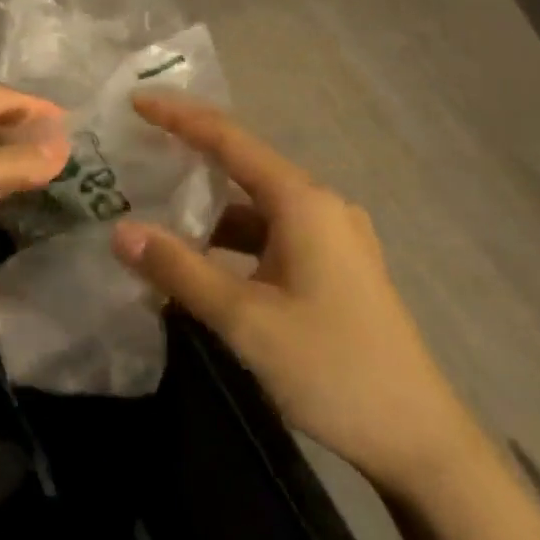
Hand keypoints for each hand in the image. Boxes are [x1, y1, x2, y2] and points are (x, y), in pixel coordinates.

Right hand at [112, 94, 481, 498]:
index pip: (230, 140)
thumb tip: (120, 232)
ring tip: (154, 208)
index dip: (180, 117)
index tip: (137, 101)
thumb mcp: (246, 319)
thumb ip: (180, 270)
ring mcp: (332, 238)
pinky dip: (231, 241)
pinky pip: (271, 236)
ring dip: (208, 209)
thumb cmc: (332, 368)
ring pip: (256, 207)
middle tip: (137, 151)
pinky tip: (199, 261)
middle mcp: (320, 207)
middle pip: (244, 167)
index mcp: (303, 203)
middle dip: (190, 156)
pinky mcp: (334, 268)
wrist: (418, 439)